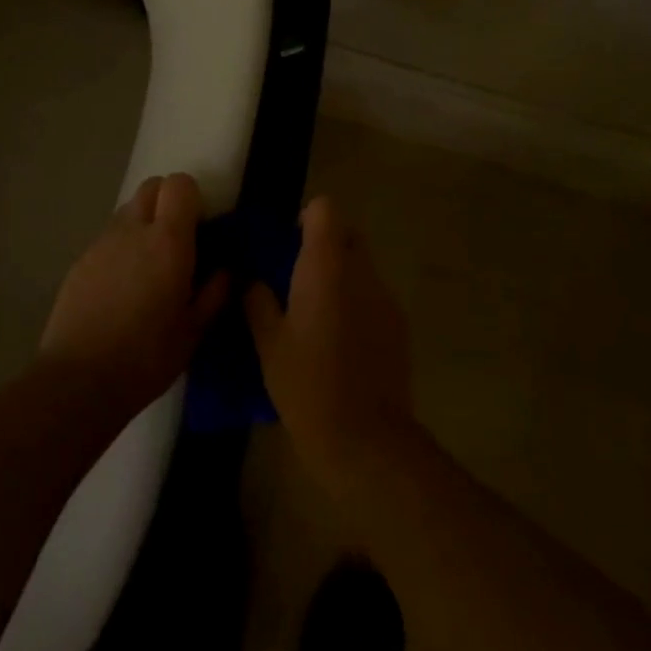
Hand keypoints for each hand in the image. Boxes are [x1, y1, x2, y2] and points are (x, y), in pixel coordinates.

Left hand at [41, 173, 228, 414]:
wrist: (78, 380)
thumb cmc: (146, 357)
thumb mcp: (194, 331)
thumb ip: (215, 293)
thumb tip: (227, 270)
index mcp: (167, 241)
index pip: (179, 184)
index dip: (193, 197)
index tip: (202, 226)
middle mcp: (132, 230)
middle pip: (151, 187)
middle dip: (168, 202)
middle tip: (179, 241)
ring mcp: (101, 243)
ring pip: (127, 212)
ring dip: (143, 225)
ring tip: (149, 268)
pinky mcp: (79, 261)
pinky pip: (108, 239)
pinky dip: (121, 248)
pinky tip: (122, 288)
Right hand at [244, 197, 416, 484]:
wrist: (366, 440)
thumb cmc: (307, 385)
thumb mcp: (268, 343)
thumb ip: (257, 300)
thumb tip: (252, 279)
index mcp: (326, 268)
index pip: (325, 210)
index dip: (305, 219)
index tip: (286, 244)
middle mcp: (361, 272)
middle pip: (347, 234)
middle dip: (323, 245)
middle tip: (295, 276)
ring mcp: (385, 298)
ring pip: (361, 266)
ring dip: (339, 274)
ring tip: (313, 312)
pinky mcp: (398, 325)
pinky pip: (372, 295)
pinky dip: (354, 301)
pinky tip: (337, 339)